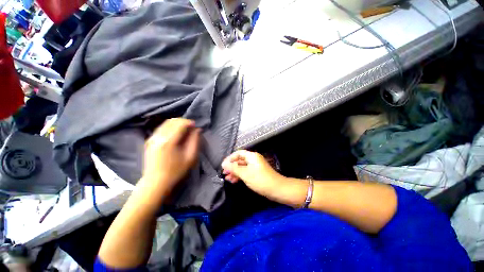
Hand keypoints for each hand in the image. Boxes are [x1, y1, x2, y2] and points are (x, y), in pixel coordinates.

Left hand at [140, 118, 200, 198]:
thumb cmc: (175, 171)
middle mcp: (158, 136)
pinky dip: (170, 127)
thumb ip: (195, 141)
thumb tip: (197, 129)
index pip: (180, 124)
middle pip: (172, 121)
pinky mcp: (149, 141)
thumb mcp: (190, 157)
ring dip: (177, 124)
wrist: (155, 182)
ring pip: (166, 123)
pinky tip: (176, 134)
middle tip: (191, 127)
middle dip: (183, 122)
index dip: (189, 122)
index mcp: (168, 141)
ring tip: (185, 130)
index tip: (196, 126)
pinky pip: (161, 128)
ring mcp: (151, 138)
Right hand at [222, 150, 284, 198]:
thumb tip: (224, 164)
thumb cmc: (260, 180)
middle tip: (224, 173)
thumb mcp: (245, 173)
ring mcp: (255, 167)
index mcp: (252, 156)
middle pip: (240, 160)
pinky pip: (246, 172)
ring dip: (235, 172)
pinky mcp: (256, 173)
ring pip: (242, 167)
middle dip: (232, 166)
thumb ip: (234, 168)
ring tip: (227, 178)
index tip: (223, 165)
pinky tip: (234, 180)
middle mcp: (253, 159)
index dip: (230, 158)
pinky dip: (240, 175)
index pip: (238, 153)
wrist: (276, 189)